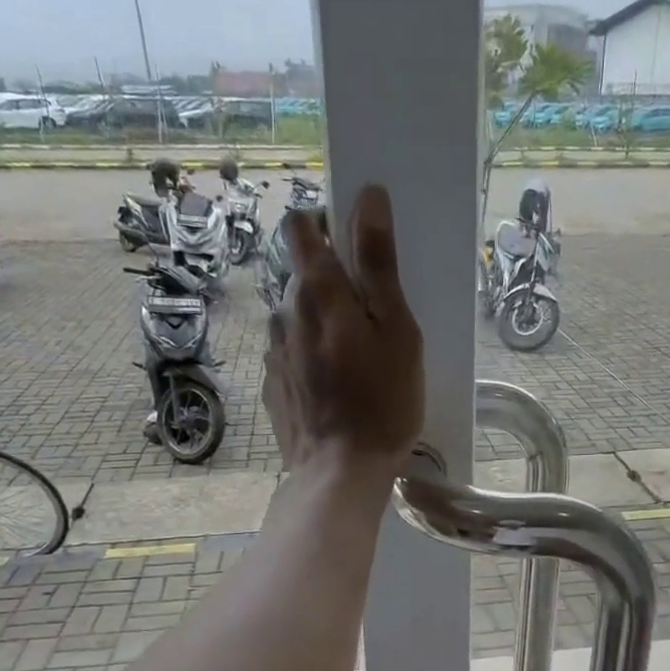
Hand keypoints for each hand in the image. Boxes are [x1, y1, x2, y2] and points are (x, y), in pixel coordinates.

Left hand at [264, 184, 423, 479]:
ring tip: (350, 362)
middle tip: (370, 323)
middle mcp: (285, 314)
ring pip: (295, 320)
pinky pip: (290, 357)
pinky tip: (332, 390)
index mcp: (318, 293)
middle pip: (302, 277)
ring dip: (318, 326)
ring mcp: (274, 354)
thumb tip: (367, 196)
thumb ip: (378, 264)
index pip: (302, 227)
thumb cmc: (382, 404)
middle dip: (332, 287)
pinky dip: (308, 361)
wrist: (340, 474)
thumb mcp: (397, 331)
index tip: (354, 251)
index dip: (325, 227)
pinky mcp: (273, 387)